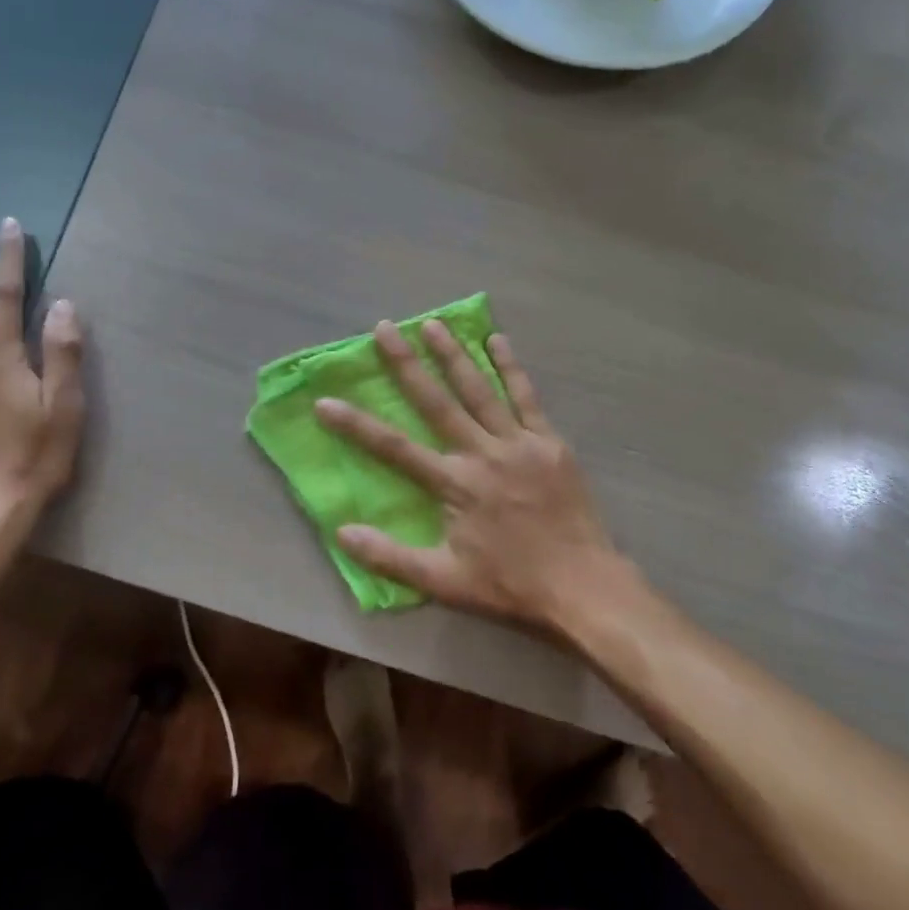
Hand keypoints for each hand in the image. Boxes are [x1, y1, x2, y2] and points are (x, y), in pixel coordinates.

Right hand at [313, 320, 647, 638]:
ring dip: (454, 355)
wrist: (582, 585)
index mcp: (454, 483)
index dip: (356, 425)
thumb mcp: (444, 582)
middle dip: (406, 364)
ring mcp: (519, 442)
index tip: (325, 401)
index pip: (394, 447)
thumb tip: (342, 533)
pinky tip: (498, 340)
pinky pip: (527, 397)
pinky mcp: (549, 442)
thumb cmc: (510, 585)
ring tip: (432, 323)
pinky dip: (511, 367)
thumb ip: (391, 557)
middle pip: (436, 402)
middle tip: (385, 328)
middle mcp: (482, 452)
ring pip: (480, 390)